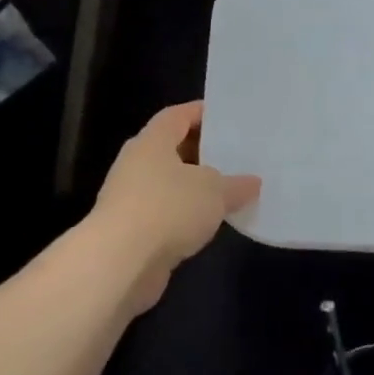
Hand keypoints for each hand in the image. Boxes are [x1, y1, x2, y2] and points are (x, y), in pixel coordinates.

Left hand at [91, 102, 260, 312]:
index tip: (227, 116)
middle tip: (234, 155)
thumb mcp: (215, 192)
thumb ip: (236, 184)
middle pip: (171, 149)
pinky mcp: (132, 230)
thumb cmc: (168, 209)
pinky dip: (186, 215)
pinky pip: (166, 213)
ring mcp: (131, 198)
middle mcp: (136, 164)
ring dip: (194, 187)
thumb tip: (253, 182)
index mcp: (152, 142)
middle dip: (201, 152)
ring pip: (169, 184)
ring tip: (228, 190)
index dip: (201, 112)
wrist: (121, 262)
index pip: (177, 115)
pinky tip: (209, 222)